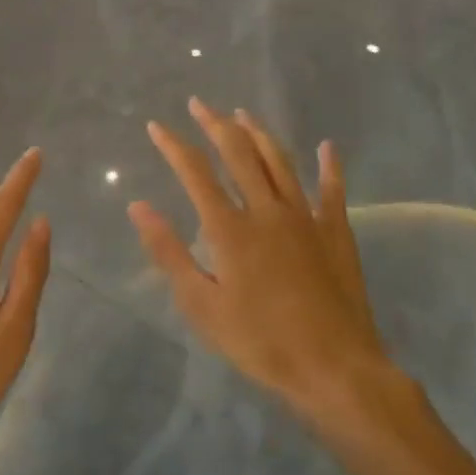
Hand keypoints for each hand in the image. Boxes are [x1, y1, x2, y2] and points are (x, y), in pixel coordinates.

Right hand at [131, 99, 404, 433]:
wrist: (336, 370)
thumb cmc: (261, 342)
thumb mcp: (202, 306)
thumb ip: (169, 252)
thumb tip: (139, 206)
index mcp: (230, 228)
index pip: (196, 173)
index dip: (174, 146)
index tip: (157, 126)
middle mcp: (267, 210)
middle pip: (239, 154)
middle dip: (215, 125)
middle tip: (199, 104)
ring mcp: (306, 218)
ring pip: (280, 162)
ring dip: (259, 134)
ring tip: (243, 114)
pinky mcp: (336, 233)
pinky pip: (333, 191)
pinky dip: (330, 166)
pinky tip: (327, 146)